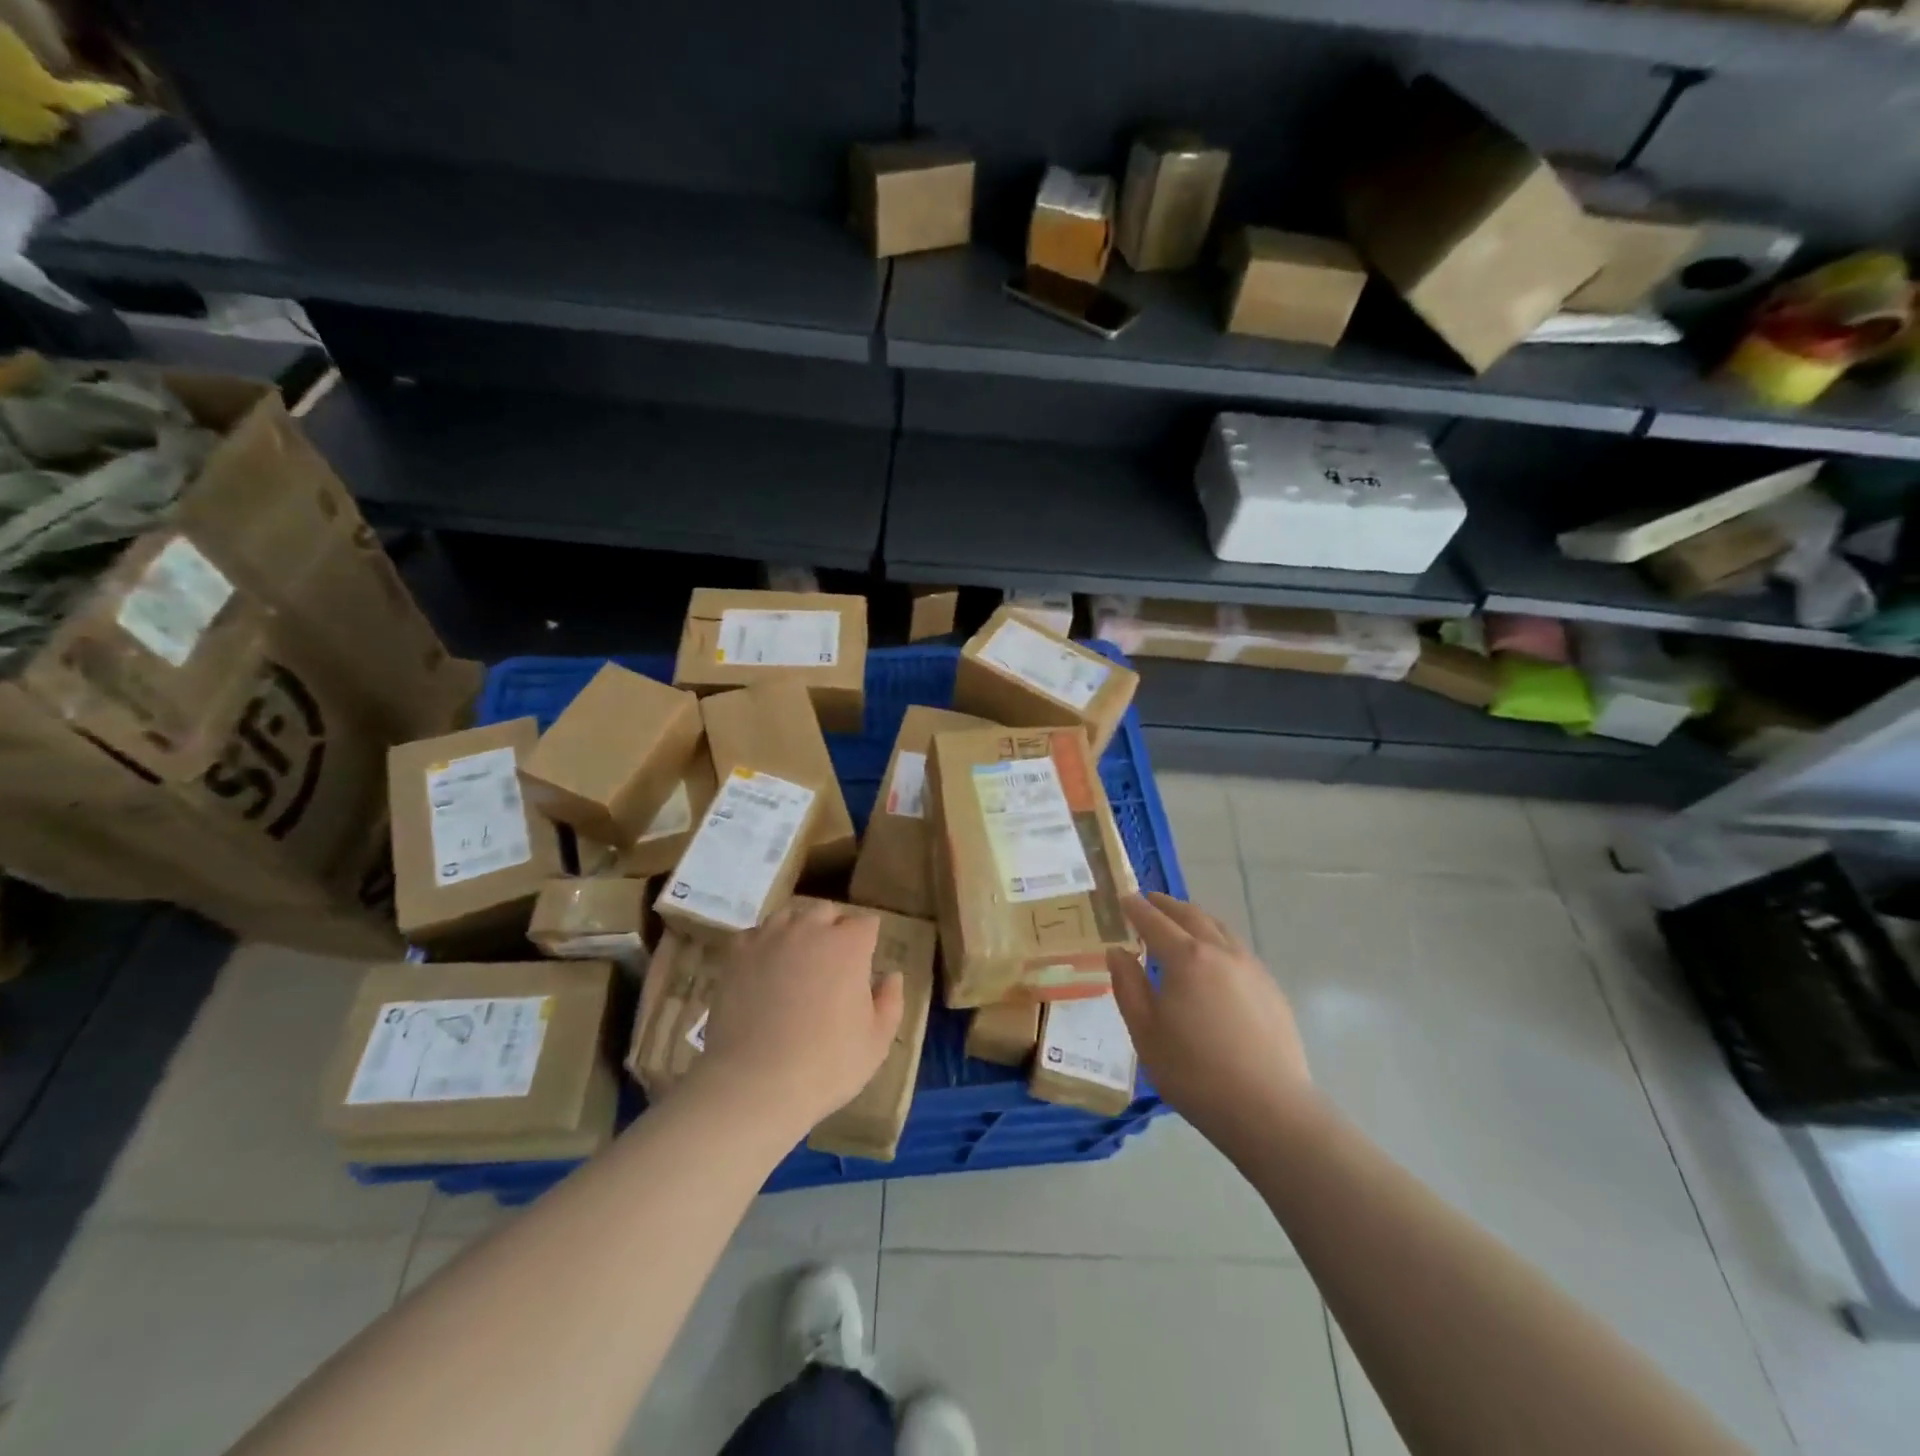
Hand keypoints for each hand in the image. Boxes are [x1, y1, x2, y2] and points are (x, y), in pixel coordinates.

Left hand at [693, 899, 903, 1131]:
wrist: (755, 1084)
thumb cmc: (826, 1065)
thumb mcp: (876, 1041)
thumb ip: (890, 1001)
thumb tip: (891, 975)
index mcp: (849, 945)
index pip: (867, 923)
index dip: (868, 941)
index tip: (866, 962)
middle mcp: (810, 929)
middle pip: (827, 912)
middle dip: (834, 929)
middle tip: (832, 963)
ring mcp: (770, 938)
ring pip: (789, 916)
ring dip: (798, 931)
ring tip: (797, 961)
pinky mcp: (737, 955)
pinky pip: (754, 934)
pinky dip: (763, 945)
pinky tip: (764, 969)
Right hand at [1107, 893, 1313, 1153]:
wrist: (1268, 1109)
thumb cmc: (1194, 1072)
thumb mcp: (1145, 1031)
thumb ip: (1128, 985)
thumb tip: (1118, 951)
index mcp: (1186, 958)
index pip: (1155, 921)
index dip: (1136, 908)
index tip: (1123, 897)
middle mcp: (1221, 952)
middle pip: (1192, 916)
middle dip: (1167, 905)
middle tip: (1150, 901)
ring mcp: (1252, 968)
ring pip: (1220, 929)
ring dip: (1196, 919)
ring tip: (1182, 924)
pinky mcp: (1272, 989)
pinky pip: (1238, 950)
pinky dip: (1218, 941)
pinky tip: (1214, 961)